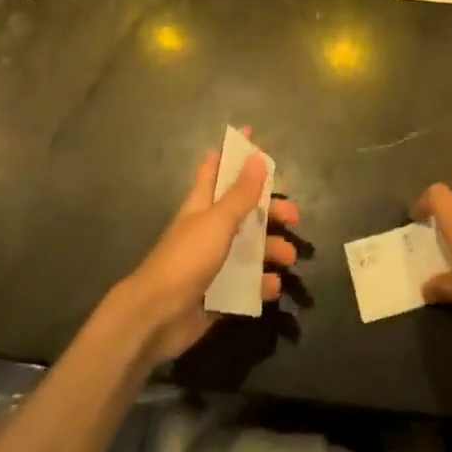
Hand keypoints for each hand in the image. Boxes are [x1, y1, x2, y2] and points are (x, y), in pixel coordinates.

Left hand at [116, 141, 300, 366]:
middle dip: (269, 210)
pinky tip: (273, 286)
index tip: (251, 135)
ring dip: (271, 250)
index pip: (217, 169)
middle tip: (294, 215)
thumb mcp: (218, 222)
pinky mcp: (217, 293)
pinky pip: (246, 284)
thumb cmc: (186, 259)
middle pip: (243, 211)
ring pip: (249, 248)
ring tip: (290, 258)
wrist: (156, 316)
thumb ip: (240, 194)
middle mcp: (208, 230)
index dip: (233, 152)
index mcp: (202, 206)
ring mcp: (212, 262)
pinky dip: (261, 284)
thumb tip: (258, 157)